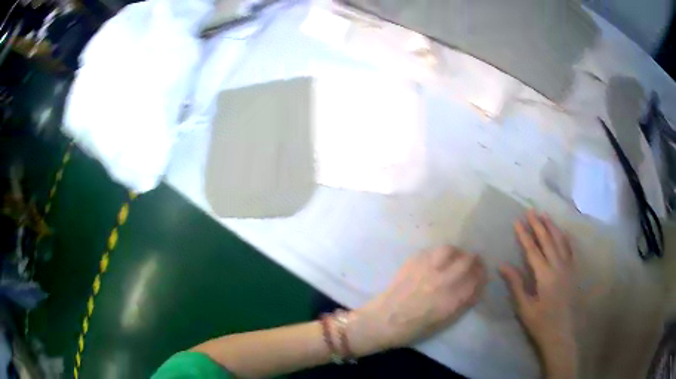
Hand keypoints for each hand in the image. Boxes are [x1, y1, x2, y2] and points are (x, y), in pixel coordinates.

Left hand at [353, 246, 485, 350]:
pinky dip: (439, 254)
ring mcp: (427, 269)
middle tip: (473, 261)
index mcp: (452, 299)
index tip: (482, 272)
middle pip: (467, 260)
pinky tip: (436, 260)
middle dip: (474, 260)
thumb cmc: (415, 327)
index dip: (482, 273)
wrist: (384, 320)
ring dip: (457, 253)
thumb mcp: (445, 321)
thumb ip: (463, 303)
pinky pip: (432, 251)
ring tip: (455, 258)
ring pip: (450, 250)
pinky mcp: (413, 262)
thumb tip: (476, 287)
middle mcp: (442, 280)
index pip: (476, 278)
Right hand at [500, 210, 578, 377]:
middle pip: (548, 241)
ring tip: (545, 215)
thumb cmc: (540, 322)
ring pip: (560, 242)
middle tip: (531, 211)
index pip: (533, 250)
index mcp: (545, 275)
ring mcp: (568, 268)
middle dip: (538, 225)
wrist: (560, 333)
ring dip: (552, 227)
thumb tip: (503, 265)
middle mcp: (558, 266)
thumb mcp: (524, 307)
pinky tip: (562, 232)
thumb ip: (516, 284)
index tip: (517, 221)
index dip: (524, 235)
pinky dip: (565, 238)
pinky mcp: (573, 272)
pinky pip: (570, 250)